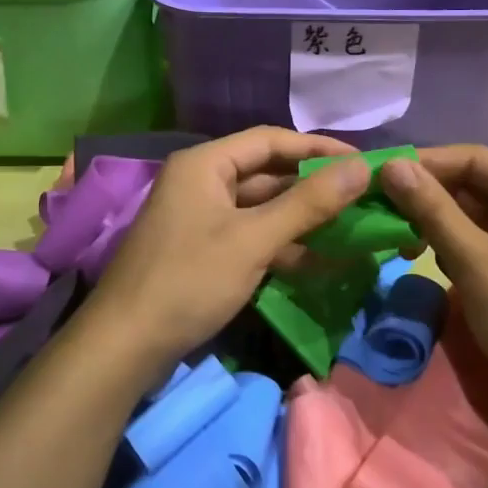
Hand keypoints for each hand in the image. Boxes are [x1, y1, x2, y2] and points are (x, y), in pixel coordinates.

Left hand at [81, 128, 370, 369]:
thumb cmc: (189, 280)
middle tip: (362, 196)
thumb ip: (309, 203)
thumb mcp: (254, 239)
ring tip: (351, 229)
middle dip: (314, 187)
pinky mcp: (204, 251)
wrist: (124, 347)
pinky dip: (283, 245)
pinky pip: (252, 236)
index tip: (361, 162)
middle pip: (268, 174)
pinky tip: (320, 260)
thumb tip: (363, 168)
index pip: (271, 140)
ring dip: (303, 219)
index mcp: (206, 164)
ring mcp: (201, 218)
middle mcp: (202, 182)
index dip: (318, 147)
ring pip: (262, 208)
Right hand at [380, 147, 487, 416]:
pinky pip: (486, 242)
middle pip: (473, 185)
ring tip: (403, 243)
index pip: (470, 157)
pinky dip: (458, 248)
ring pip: (477, 216)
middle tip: (383, 214)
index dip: (424, 163)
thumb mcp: (475, 261)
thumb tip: (393, 165)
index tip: (380, 177)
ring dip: (440, 224)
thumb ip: (433, 210)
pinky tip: (437, 265)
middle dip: (428, 198)